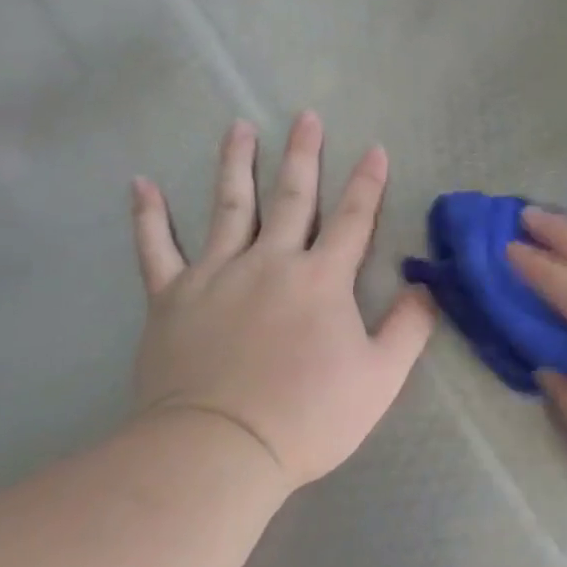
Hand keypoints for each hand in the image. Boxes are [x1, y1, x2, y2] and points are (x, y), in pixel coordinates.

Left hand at [129, 112, 436, 490]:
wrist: (222, 449)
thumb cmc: (309, 416)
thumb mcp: (380, 378)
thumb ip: (409, 328)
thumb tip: (425, 287)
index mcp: (321, 280)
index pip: (352, 219)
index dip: (368, 183)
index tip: (375, 149)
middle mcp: (270, 262)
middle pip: (290, 198)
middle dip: (303, 155)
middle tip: (306, 117)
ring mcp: (216, 274)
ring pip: (228, 206)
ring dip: (235, 163)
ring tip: (239, 127)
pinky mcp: (172, 297)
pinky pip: (156, 248)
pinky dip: (148, 216)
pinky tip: (141, 184)